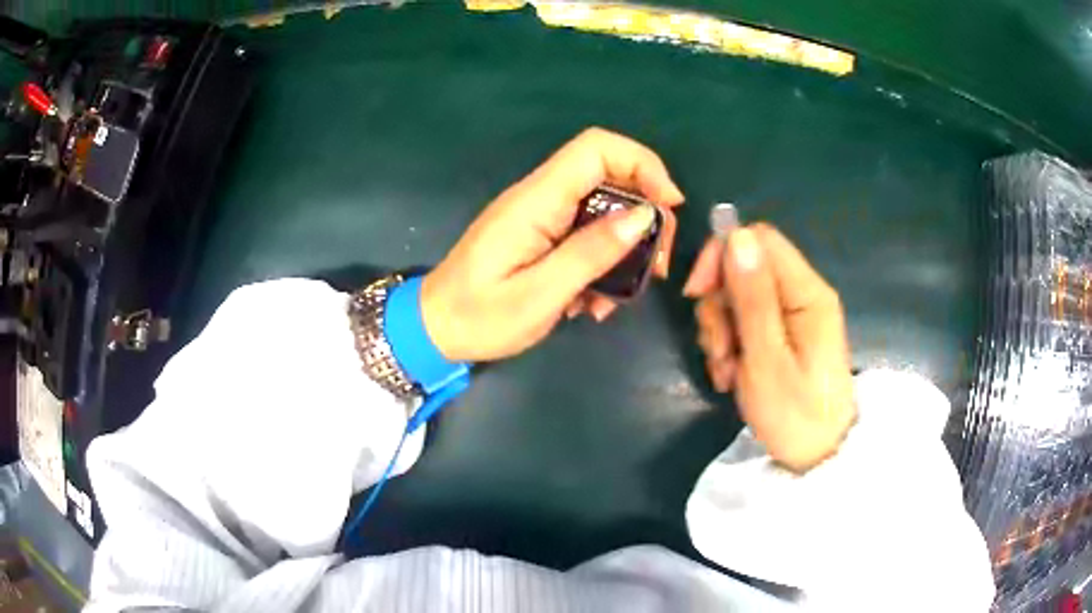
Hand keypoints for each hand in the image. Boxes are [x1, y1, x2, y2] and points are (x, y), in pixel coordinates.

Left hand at [421, 128, 683, 361]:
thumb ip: (591, 252)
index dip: (642, 164)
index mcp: (536, 200)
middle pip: (610, 177)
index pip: (596, 148)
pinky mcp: (541, 237)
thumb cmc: (479, 317)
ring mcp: (541, 217)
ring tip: (617, 301)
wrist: (434, 330)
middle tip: (656, 267)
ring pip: (604, 211)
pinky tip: (593, 305)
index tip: (670, 205)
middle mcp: (541, 198)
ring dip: (624, 251)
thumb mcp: (540, 294)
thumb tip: (644, 215)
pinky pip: (586, 237)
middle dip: (645, 217)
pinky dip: (601, 266)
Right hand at [683, 224, 855, 471]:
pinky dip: (731, 345)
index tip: (697, 293)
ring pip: (740, 297)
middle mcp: (802, 294)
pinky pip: (746, 322)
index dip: (722, 256)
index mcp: (807, 293)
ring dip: (721, 330)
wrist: (817, 457)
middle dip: (719, 305)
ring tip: (726, 371)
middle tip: (718, 350)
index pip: (759, 239)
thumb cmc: (795, 414)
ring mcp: (794, 315)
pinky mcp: (785, 334)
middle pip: (746, 269)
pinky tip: (732, 375)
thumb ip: (753, 298)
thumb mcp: (767, 360)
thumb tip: (736, 235)